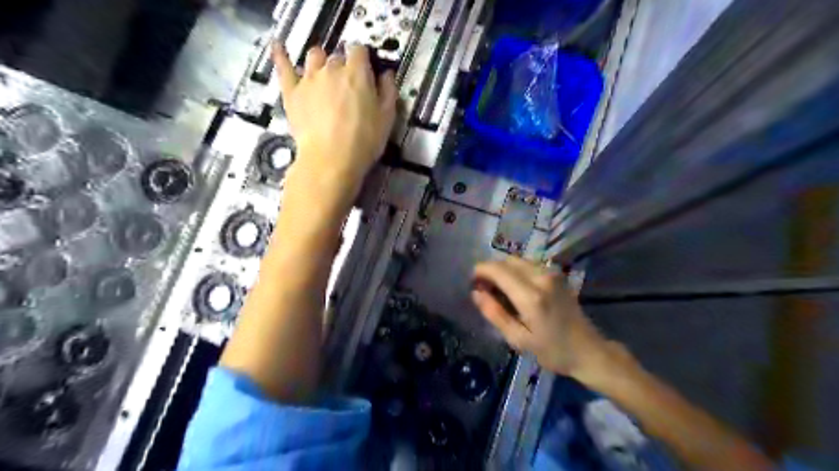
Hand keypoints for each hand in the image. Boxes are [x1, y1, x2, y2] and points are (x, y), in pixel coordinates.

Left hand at [273, 44, 397, 205]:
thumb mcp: (386, 119)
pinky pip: (283, 67)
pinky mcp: (291, 92)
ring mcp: (308, 78)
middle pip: (337, 57)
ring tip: (324, 75)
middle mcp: (332, 69)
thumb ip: (388, 92)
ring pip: (314, 57)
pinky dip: (281, 55)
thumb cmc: (363, 142)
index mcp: (357, 74)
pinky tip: (278, 47)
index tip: (365, 71)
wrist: (330, 160)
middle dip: (343, 66)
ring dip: (321, 62)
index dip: (363, 59)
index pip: (359, 51)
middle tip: (348, 86)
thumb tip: (386, 75)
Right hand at [469, 259, 625, 384]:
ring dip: (503, 269)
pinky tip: (514, 287)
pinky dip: (515, 270)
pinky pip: (528, 264)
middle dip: (491, 269)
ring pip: (517, 260)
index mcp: (531, 296)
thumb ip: (495, 314)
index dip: (480, 271)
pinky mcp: (556, 274)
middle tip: (483, 288)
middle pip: (507, 260)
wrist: (588, 350)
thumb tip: (475, 293)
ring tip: (497, 289)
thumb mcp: (518, 339)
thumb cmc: (552, 350)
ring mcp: (552, 273)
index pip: (498, 270)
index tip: (472, 282)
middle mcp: (541, 277)